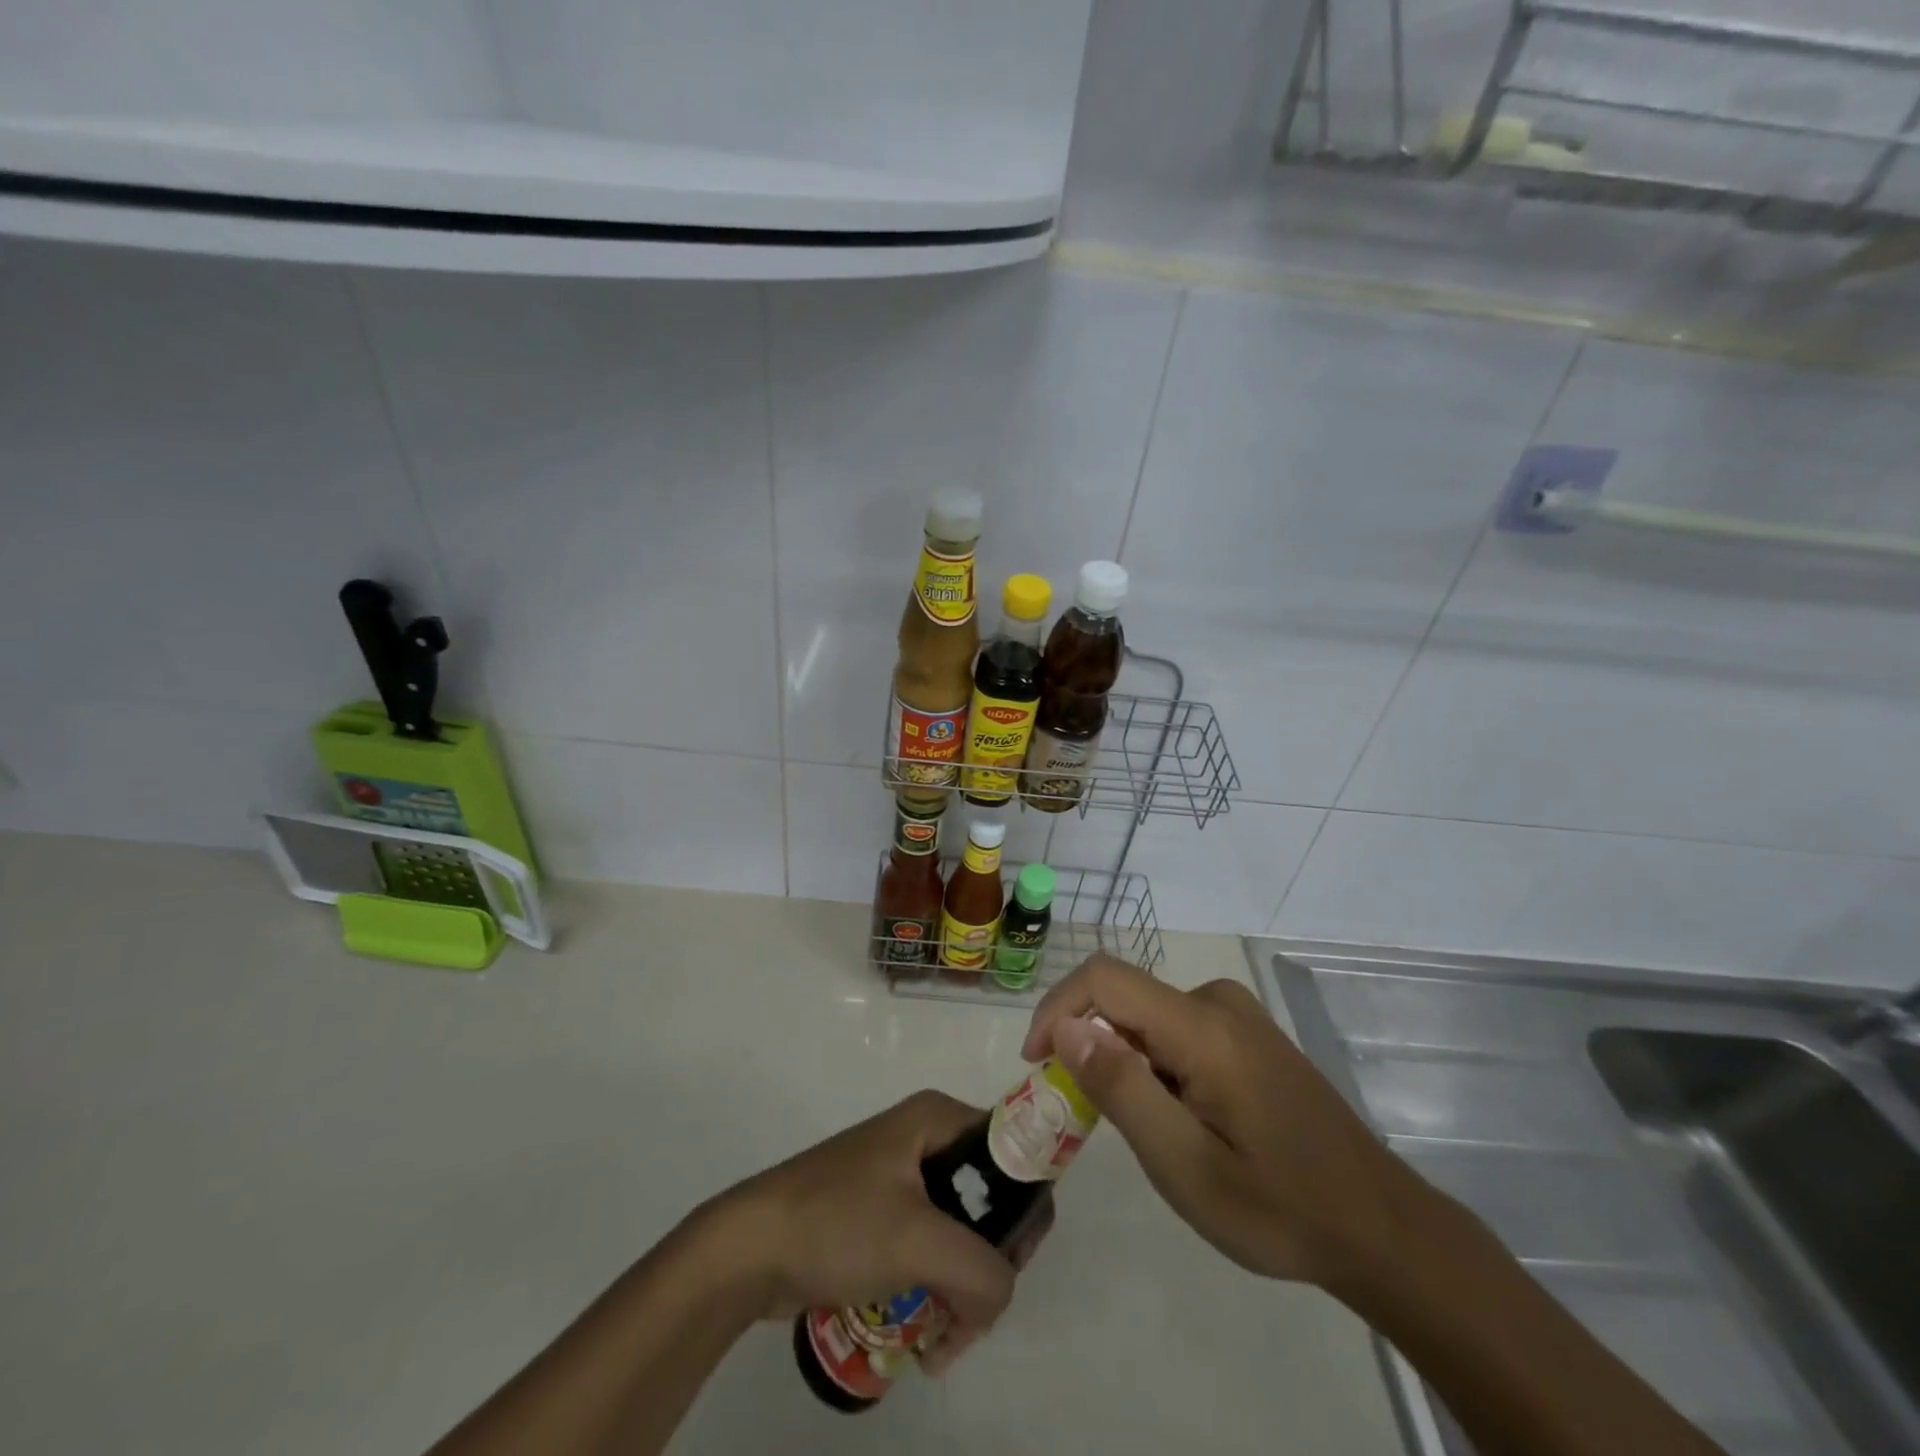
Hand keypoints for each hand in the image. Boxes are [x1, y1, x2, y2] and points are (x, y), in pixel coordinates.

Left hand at [699, 1090, 1048, 1372]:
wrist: (749, 1248)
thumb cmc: (836, 1222)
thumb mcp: (918, 1241)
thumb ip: (982, 1271)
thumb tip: (1000, 1297)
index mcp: (939, 1118)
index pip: (1014, 1155)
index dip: (1024, 1210)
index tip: (1010, 1268)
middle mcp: (927, 1137)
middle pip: (991, 1202)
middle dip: (989, 1267)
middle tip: (972, 1317)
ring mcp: (902, 1177)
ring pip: (962, 1234)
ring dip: (962, 1292)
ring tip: (942, 1343)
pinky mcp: (883, 1214)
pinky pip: (931, 1250)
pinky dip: (937, 1291)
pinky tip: (924, 1338)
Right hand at [1023, 955, 1419, 1294]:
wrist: (1381, 1227)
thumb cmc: (1279, 1207)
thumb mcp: (1185, 1165)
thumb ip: (1121, 1088)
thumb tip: (1063, 1026)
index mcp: (1202, 1026)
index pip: (1103, 978)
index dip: (1056, 1008)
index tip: (1037, 1064)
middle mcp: (1217, 1000)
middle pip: (1124, 999)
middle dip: (1091, 1048)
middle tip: (1092, 1121)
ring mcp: (1237, 1013)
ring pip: (1147, 1017)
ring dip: (1124, 1061)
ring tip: (1152, 1133)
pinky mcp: (1246, 1031)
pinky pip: (1176, 1027)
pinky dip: (1154, 1063)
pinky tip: (1184, 1119)